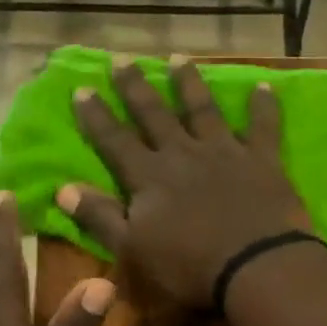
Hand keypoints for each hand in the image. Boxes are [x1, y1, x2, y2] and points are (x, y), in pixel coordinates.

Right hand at [60, 59, 312, 309]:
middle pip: (154, 114)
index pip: (115, 140)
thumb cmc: (188, 266)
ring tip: (178, 58)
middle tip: (122, 59)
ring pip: (203, 110)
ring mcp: (224, 152)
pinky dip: (263, 107)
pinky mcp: (262, 161)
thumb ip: (99, 217)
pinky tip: (263, 87)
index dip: (97, 116)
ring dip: (189, 83)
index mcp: (149, 177)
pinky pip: (263, 127)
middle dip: (136, 87)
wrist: (256, 268)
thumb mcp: (132, 249)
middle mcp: (183, 154)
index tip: (82, 88)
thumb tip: (63, 188)